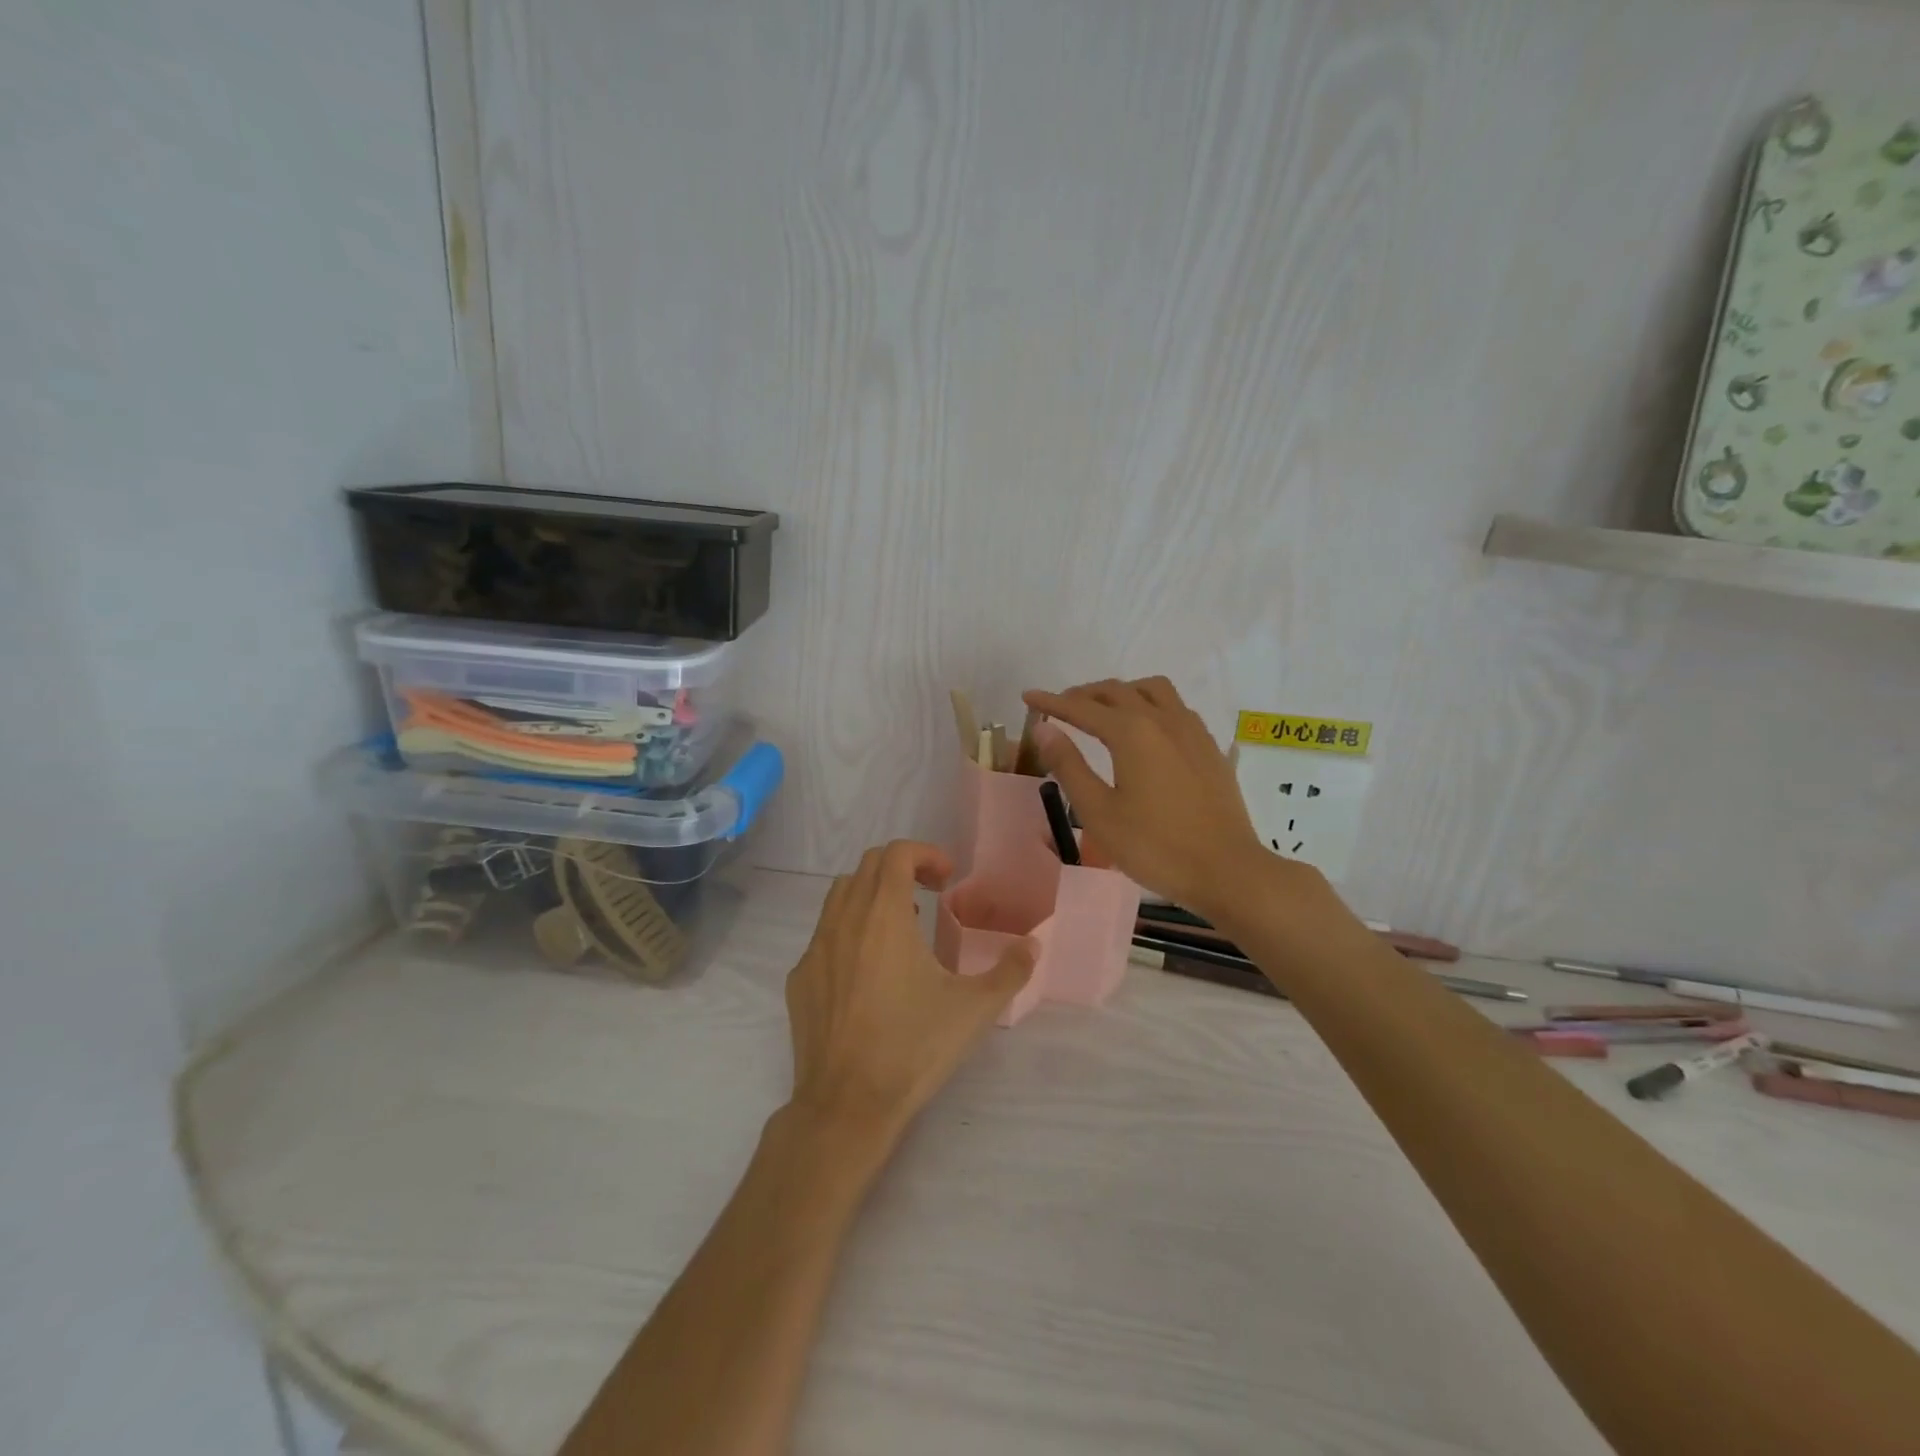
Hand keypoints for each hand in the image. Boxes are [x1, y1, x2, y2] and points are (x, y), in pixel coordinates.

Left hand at [785, 840, 1034, 1144]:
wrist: (846, 1105)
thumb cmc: (913, 1048)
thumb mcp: (975, 1009)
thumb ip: (1010, 970)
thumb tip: (1033, 944)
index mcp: (884, 916)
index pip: (896, 853)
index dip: (925, 854)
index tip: (947, 878)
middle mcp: (844, 921)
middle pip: (867, 866)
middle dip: (902, 867)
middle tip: (931, 894)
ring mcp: (815, 949)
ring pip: (840, 895)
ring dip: (873, 894)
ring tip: (901, 926)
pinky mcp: (800, 978)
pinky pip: (823, 935)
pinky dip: (849, 931)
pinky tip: (869, 971)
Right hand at [1022, 677, 1280, 918]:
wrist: (1227, 870)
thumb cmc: (1155, 847)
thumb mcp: (1099, 812)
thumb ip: (1069, 766)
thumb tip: (1042, 728)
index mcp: (1132, 733)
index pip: (1082, 707)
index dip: (1052, 701)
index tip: (1028, 696)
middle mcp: (1162, 720)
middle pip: (1117, 691)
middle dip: (1084, 694)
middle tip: (1060, 708)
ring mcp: (1191, 731)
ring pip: (1152, 690)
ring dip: (1122, 692)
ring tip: (1104, 710)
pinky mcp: (1209, 747)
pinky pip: (1175, 707)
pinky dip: (1150, 704)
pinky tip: (1147, 729)